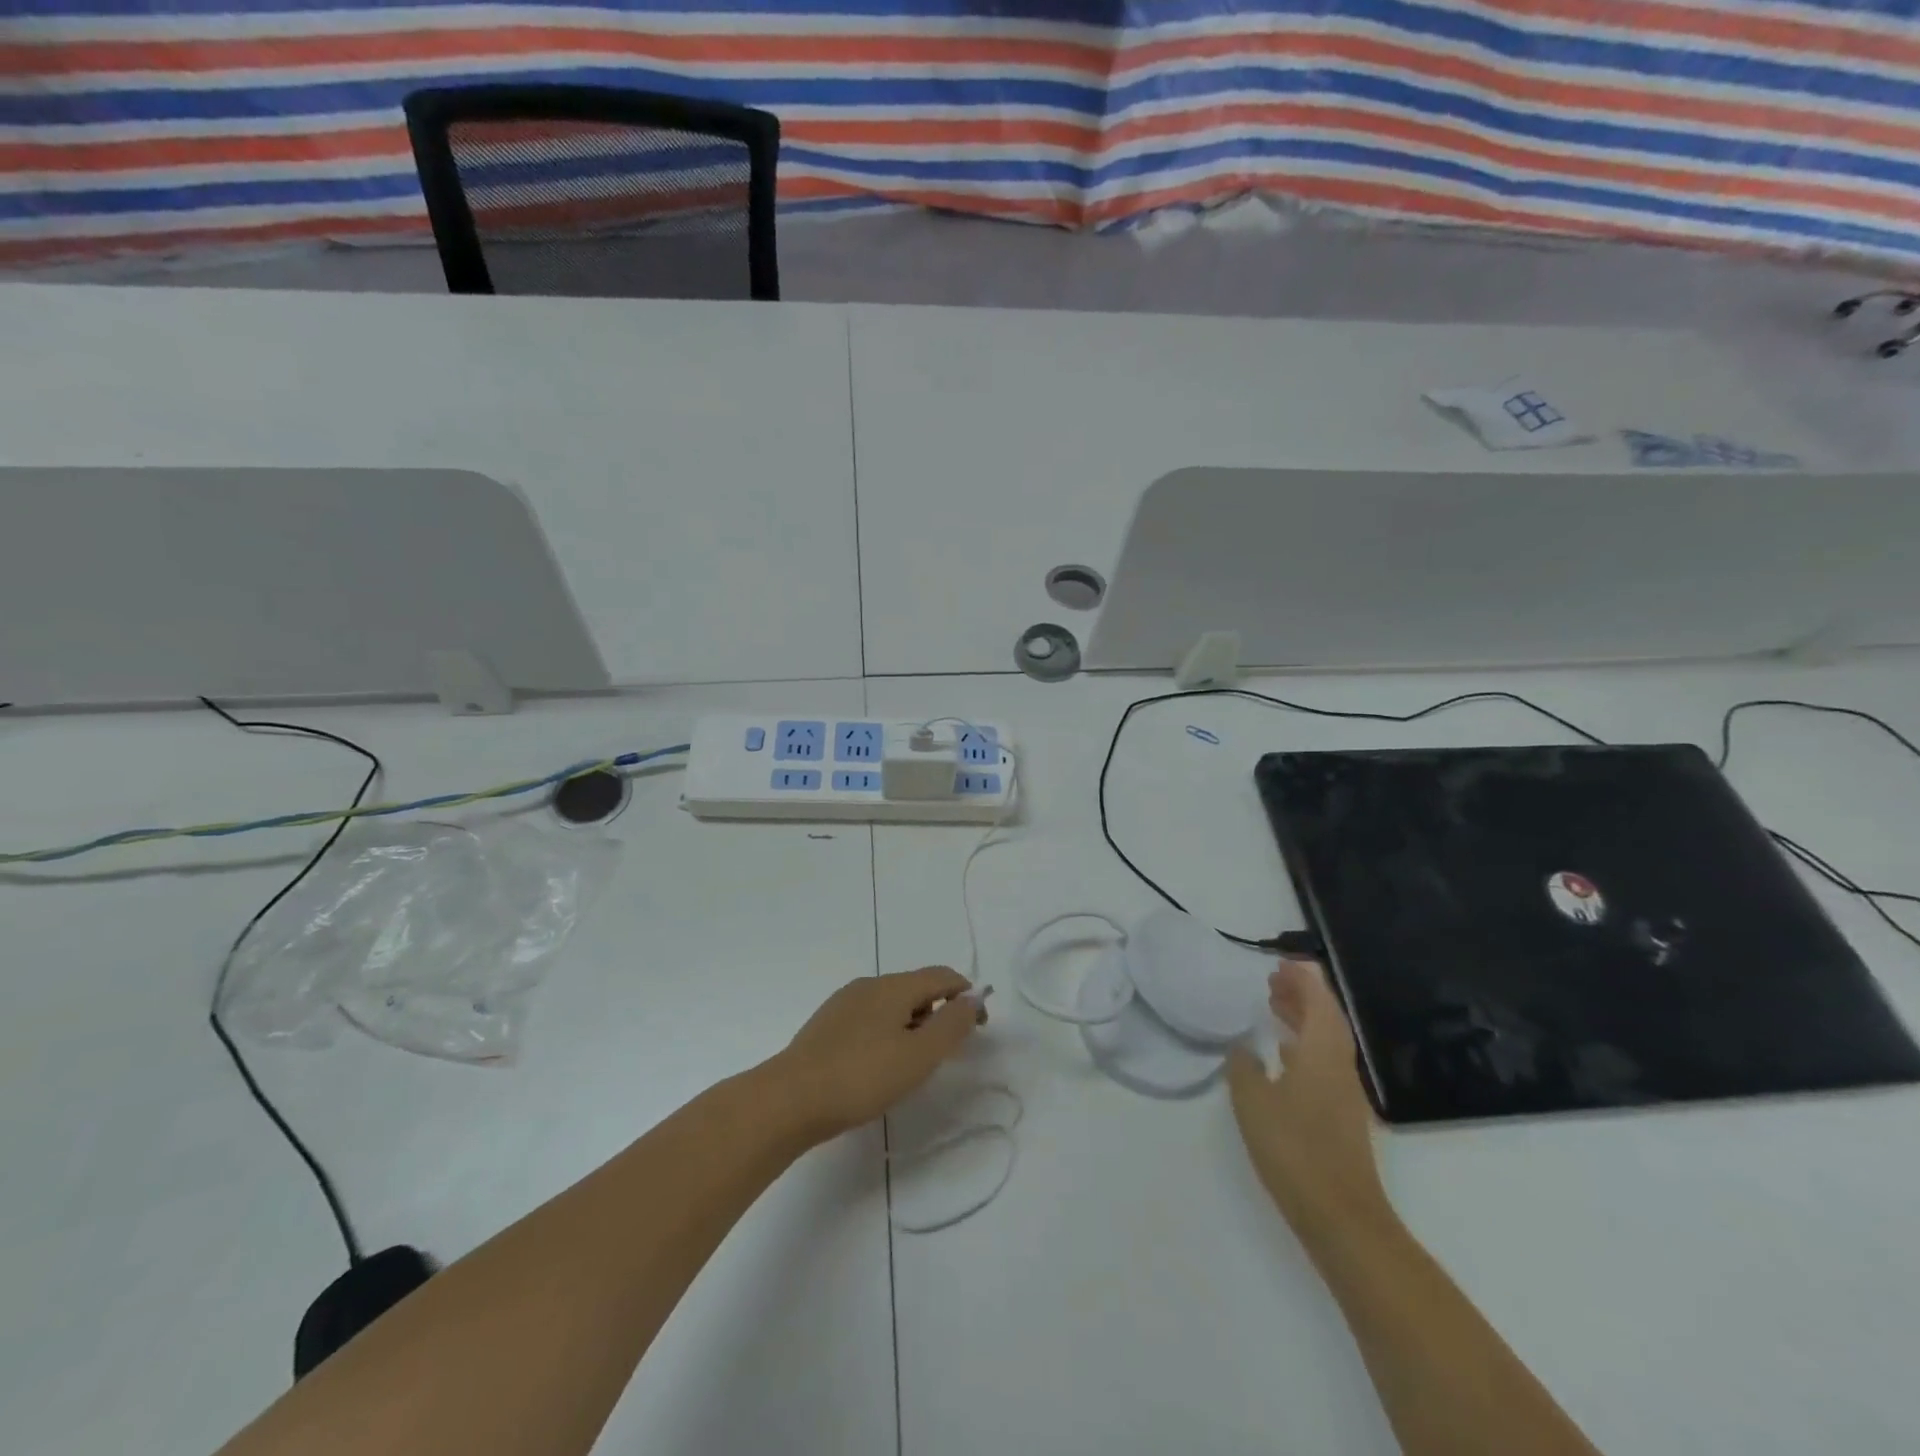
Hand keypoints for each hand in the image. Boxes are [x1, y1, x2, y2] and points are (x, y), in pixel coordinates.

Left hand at [773, 967, 986, 1142]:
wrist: (789, 1099)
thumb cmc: (862, 1076)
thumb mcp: (919, 1055)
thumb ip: (952, 1025)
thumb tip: (972, 999)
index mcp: (894, 986)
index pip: (942, 975)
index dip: (967, 995)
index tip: (980, 1027)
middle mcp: (869, 985)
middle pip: (917, 988)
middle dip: (939, 1012)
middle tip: (946, 1052)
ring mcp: (844, 1003)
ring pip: (892, 1004)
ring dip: (913, 1024)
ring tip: (914, 1063)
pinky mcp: (827, 1025)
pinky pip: (871, 1018)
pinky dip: (889, 1032)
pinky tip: (880, 1065)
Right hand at [1227, 959, 1390, 1246]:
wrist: (1341, 1217)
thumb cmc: (1294, 1149)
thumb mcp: (1253, 1101)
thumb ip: (1244, 1068)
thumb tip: (1242, 1047)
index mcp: (1322, 1053)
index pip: (1319, 1002)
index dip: (1303, 979)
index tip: (1282, 963)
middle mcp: (1338, 1066)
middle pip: (1326, 1018)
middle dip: (1303, 995)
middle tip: (1274, 979)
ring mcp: (1343, 1094)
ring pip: (1325, 1041)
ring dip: (1303, 1018)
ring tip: (1275, 1007)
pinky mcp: (1339, 1116)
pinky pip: (1322, 1062)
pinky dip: (1304, 1045)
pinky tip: (1283, 1055)